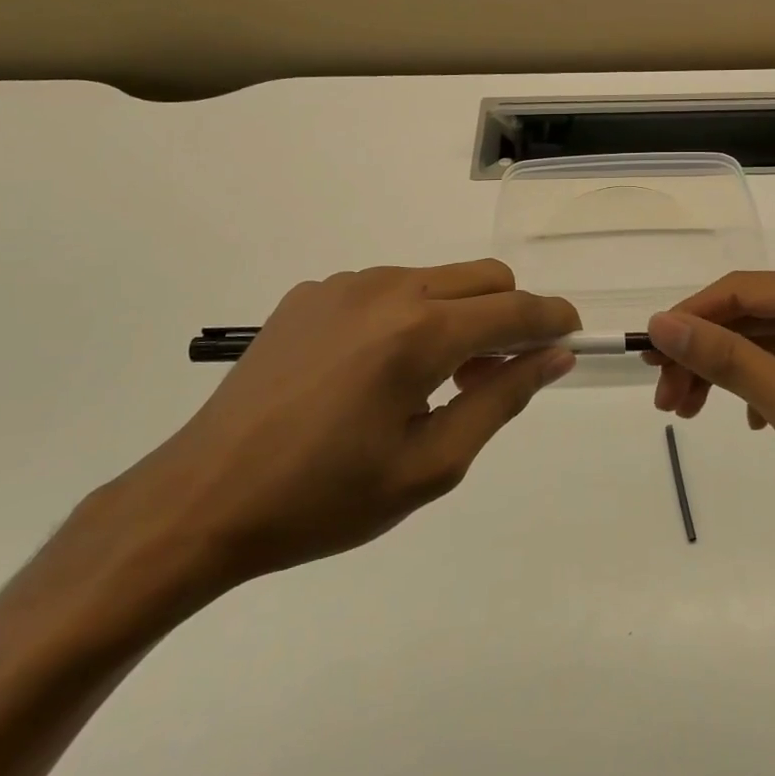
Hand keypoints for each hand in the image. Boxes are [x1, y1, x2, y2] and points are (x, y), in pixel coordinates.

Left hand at [111, 262, 577, 592]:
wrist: (202, 498)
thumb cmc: (325, 498)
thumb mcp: (431, 464)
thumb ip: (501, 399)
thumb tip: (554, 356)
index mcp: (420, 332)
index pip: (516, 309)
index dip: (554, 320)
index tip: (572, 338)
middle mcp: (387, 288)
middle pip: (484, 276)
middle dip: (511, 313)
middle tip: (499, 371)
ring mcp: (344, 284)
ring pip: (436, 278)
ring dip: (459, 314)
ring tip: (435, 379)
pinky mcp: (311, 293)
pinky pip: (386, 288)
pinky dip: (409, 315)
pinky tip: (377, 371)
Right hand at [646, 269, 774, 560]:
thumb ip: (728, 360)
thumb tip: (661, 322)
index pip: (741, 291)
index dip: (688, 319)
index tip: (647, 359)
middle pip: (749, 316)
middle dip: (704, 355)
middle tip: (666, 402)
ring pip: (764, 341)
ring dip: (725, 374)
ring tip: (689, 413)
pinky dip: (758, 387)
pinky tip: (750, 421)